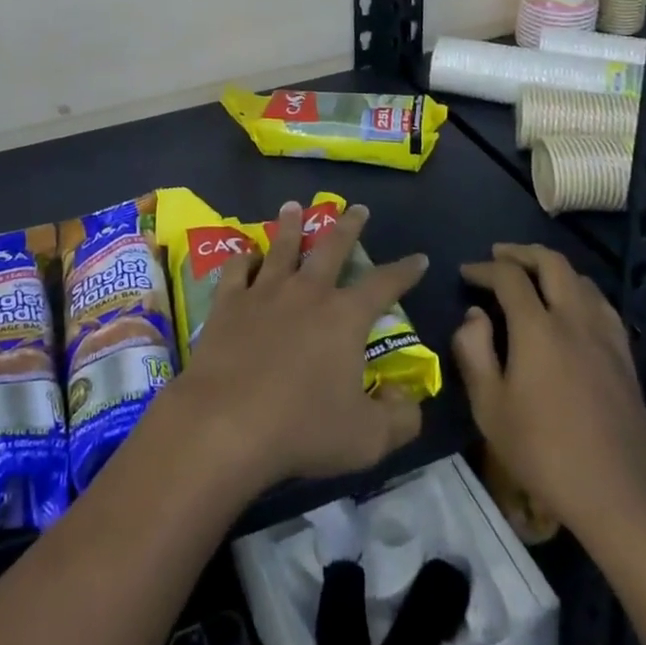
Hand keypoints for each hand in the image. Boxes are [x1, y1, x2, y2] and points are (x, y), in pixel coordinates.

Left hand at [171, 200, 426, 493]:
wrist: (227, 421)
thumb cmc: (303, 428)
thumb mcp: (368, 439)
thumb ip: (399, 418)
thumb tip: (408, 398)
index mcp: (344, 317)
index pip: (383, 285)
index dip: (403, 272)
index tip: (418, 257)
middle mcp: (307, 292)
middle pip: (331, 248)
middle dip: (347, 226)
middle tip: (355, 207)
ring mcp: (264, 291)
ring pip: (282, 247)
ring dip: (290, 225)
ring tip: (292, 206)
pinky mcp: (229, 302)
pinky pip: (237, 269)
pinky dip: (243, 258)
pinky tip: (246, 255)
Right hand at [453, 245, 645, 546]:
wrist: (622, 499)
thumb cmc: (546, 454)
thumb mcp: (490, 408)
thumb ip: (473, 352)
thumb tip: (474, 316)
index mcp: (537, 328)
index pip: (508, 276)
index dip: (483, 268)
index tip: (466, 273)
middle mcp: (573, 320)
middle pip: (551, 262)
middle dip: (521, 253)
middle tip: (498, 256)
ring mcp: (605, 337)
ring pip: (581, 279)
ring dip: (552, 267)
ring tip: (533, 275)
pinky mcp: (625, 358)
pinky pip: (601, 304)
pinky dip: (579, 290)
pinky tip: (572, 307)